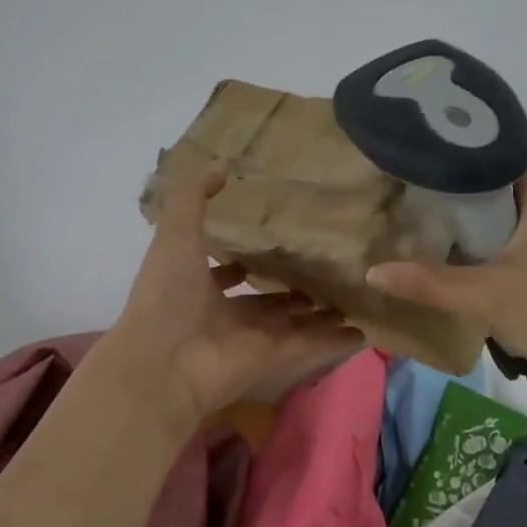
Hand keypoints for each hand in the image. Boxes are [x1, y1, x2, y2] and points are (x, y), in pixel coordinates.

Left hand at [109, 165, 364, 425]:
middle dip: (292, 289)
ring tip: (350, 297)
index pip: (226, 274)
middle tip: (324, 271)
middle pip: (266, 302)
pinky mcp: (275, 359)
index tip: (270, 246)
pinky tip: (363, 331)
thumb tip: (220, 164)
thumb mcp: (176, 233)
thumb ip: (194, 197)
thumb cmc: (167, 294)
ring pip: (294, 323)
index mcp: (199, 288)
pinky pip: (311, 346)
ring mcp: (252, 340)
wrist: (163, 362)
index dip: (242, 263)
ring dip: (319, 314)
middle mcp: (226, 316)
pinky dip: (335, 342)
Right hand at [366, 144, 526, 404]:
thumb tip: (371, 271)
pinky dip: (482, 229)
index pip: (514, 137)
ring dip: (471, 198)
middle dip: (462, 159)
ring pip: (507, 203)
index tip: (435, 113)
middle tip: (412, 153)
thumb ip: (429, 284)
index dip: (480, 119)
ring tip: (421, 190)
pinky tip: (451, 241)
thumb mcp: (489, 296)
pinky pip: (509, 232)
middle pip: (505, 168)